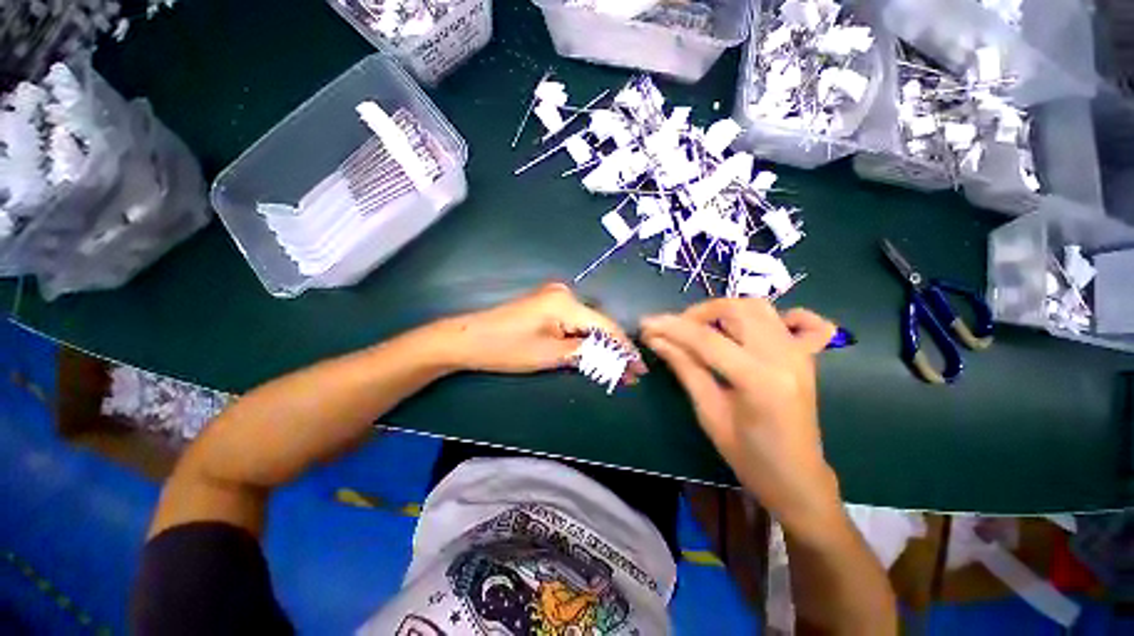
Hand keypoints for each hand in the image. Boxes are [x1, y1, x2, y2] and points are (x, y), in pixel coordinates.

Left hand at [442, 282, 645, 378]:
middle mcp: (565, 294)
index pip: (605, 326)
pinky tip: (595, 354)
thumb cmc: (507, 348)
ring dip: (601, 347)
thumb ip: (587, 353)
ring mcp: (554, 298)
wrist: (468, 339)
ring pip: (587, 325)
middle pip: (598, 324)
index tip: (640, 369)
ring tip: (617, 369)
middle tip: (630, 375)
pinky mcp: (546, 307)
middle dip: (614, 350)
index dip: (624, 349)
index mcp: (566, 302)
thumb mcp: (551, 355)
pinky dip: (585, 340)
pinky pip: (574, 324)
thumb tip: (617, 358)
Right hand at [640, 298, 841, 537]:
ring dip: (723, 310)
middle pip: (735, 310)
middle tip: (674, 330)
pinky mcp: (806, 356)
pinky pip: (800, 320)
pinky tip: (753, 328)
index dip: (671, 327)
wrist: (796, 478)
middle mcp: (784, 356)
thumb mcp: (708, 413)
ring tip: (700, 328)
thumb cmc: (749, 456)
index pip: (706, 339)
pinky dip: (774, 315)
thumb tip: (656, 340)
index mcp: (759, 379)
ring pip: (758, 307)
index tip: (645, 324)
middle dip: (697, 313)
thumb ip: (684, 368)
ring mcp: (800, 353)